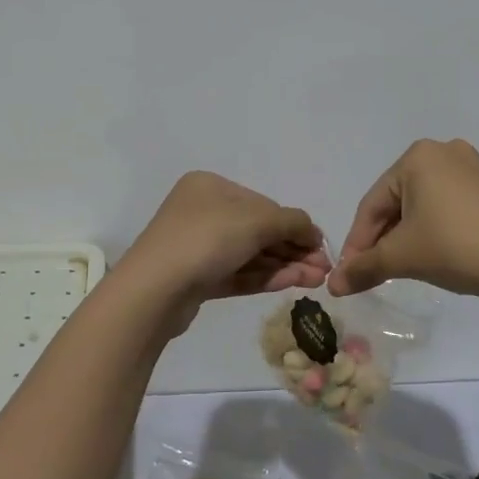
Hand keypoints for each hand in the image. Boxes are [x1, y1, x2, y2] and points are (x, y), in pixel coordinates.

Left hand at [118, 172, 329, 331]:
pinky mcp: (197, 278)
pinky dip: (265, 277)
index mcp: (210, 187)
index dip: (294, 225)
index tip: (320, 246)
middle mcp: (202, 211)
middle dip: (293, 249)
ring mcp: (197, 246)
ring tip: (317, 281)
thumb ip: (291, 222)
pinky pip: (237, 272)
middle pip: (258, 230)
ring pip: (250, 254)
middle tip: (324, 270)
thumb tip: (313, 231)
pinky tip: (293, 283)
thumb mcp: (256, 221)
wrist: (154, 291)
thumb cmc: (205, 240)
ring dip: (285, 265)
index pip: (262, 204)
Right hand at [328, 139, 478, 299]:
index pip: (372, 204)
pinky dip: (438, 231)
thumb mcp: (402, 257)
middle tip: (374, 272)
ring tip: (404, 267)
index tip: (347, 274)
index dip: (356, 242)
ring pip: (426, 206)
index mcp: (417, 157)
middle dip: (383, 238)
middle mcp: (445, 152)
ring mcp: (476, 169)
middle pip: (398, 201)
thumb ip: (363, 268)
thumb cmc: (455, 246)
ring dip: (409, 236)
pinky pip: (453, 209)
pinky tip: (440, 256)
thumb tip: (332, 285)